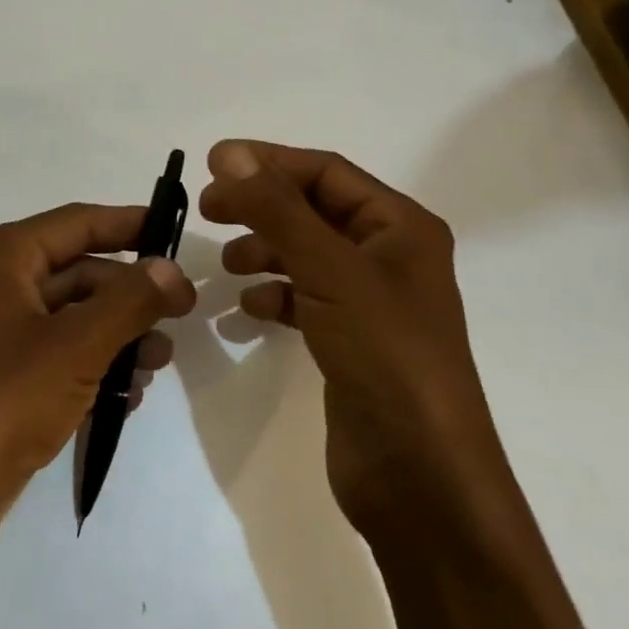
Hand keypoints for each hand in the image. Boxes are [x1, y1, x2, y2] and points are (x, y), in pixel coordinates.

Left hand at [0, 203, 195, 572]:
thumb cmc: (3, 404)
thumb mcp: (77, 347)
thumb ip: (130, 300)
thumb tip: (171, 268)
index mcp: (0, 256)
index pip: (78, 222)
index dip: (130, 224)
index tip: (177, 230)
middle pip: (77, 271)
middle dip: (130, 295)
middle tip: (183, 314)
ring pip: (70, 316)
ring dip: (118, 335)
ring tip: (159, 364)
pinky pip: (55, 353)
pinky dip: (92, 365)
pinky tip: (127, 395)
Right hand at [199, 139, 498, 535]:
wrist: (420, 476)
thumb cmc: (385, 355)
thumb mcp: (329, 270)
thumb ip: (277, 208)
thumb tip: (229, 152)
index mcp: (401, 227)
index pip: (326, 172)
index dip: (268, 162)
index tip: (211, 165)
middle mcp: (390, 256)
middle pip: (314, 211)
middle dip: (261, 206)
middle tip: (208, 211)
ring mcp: (371, 302)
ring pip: (305, 255)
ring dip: (264, 250)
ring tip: (226, 265)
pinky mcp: (352, 341)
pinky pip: (304, 299)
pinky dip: (273, 295)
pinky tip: (248, 309)